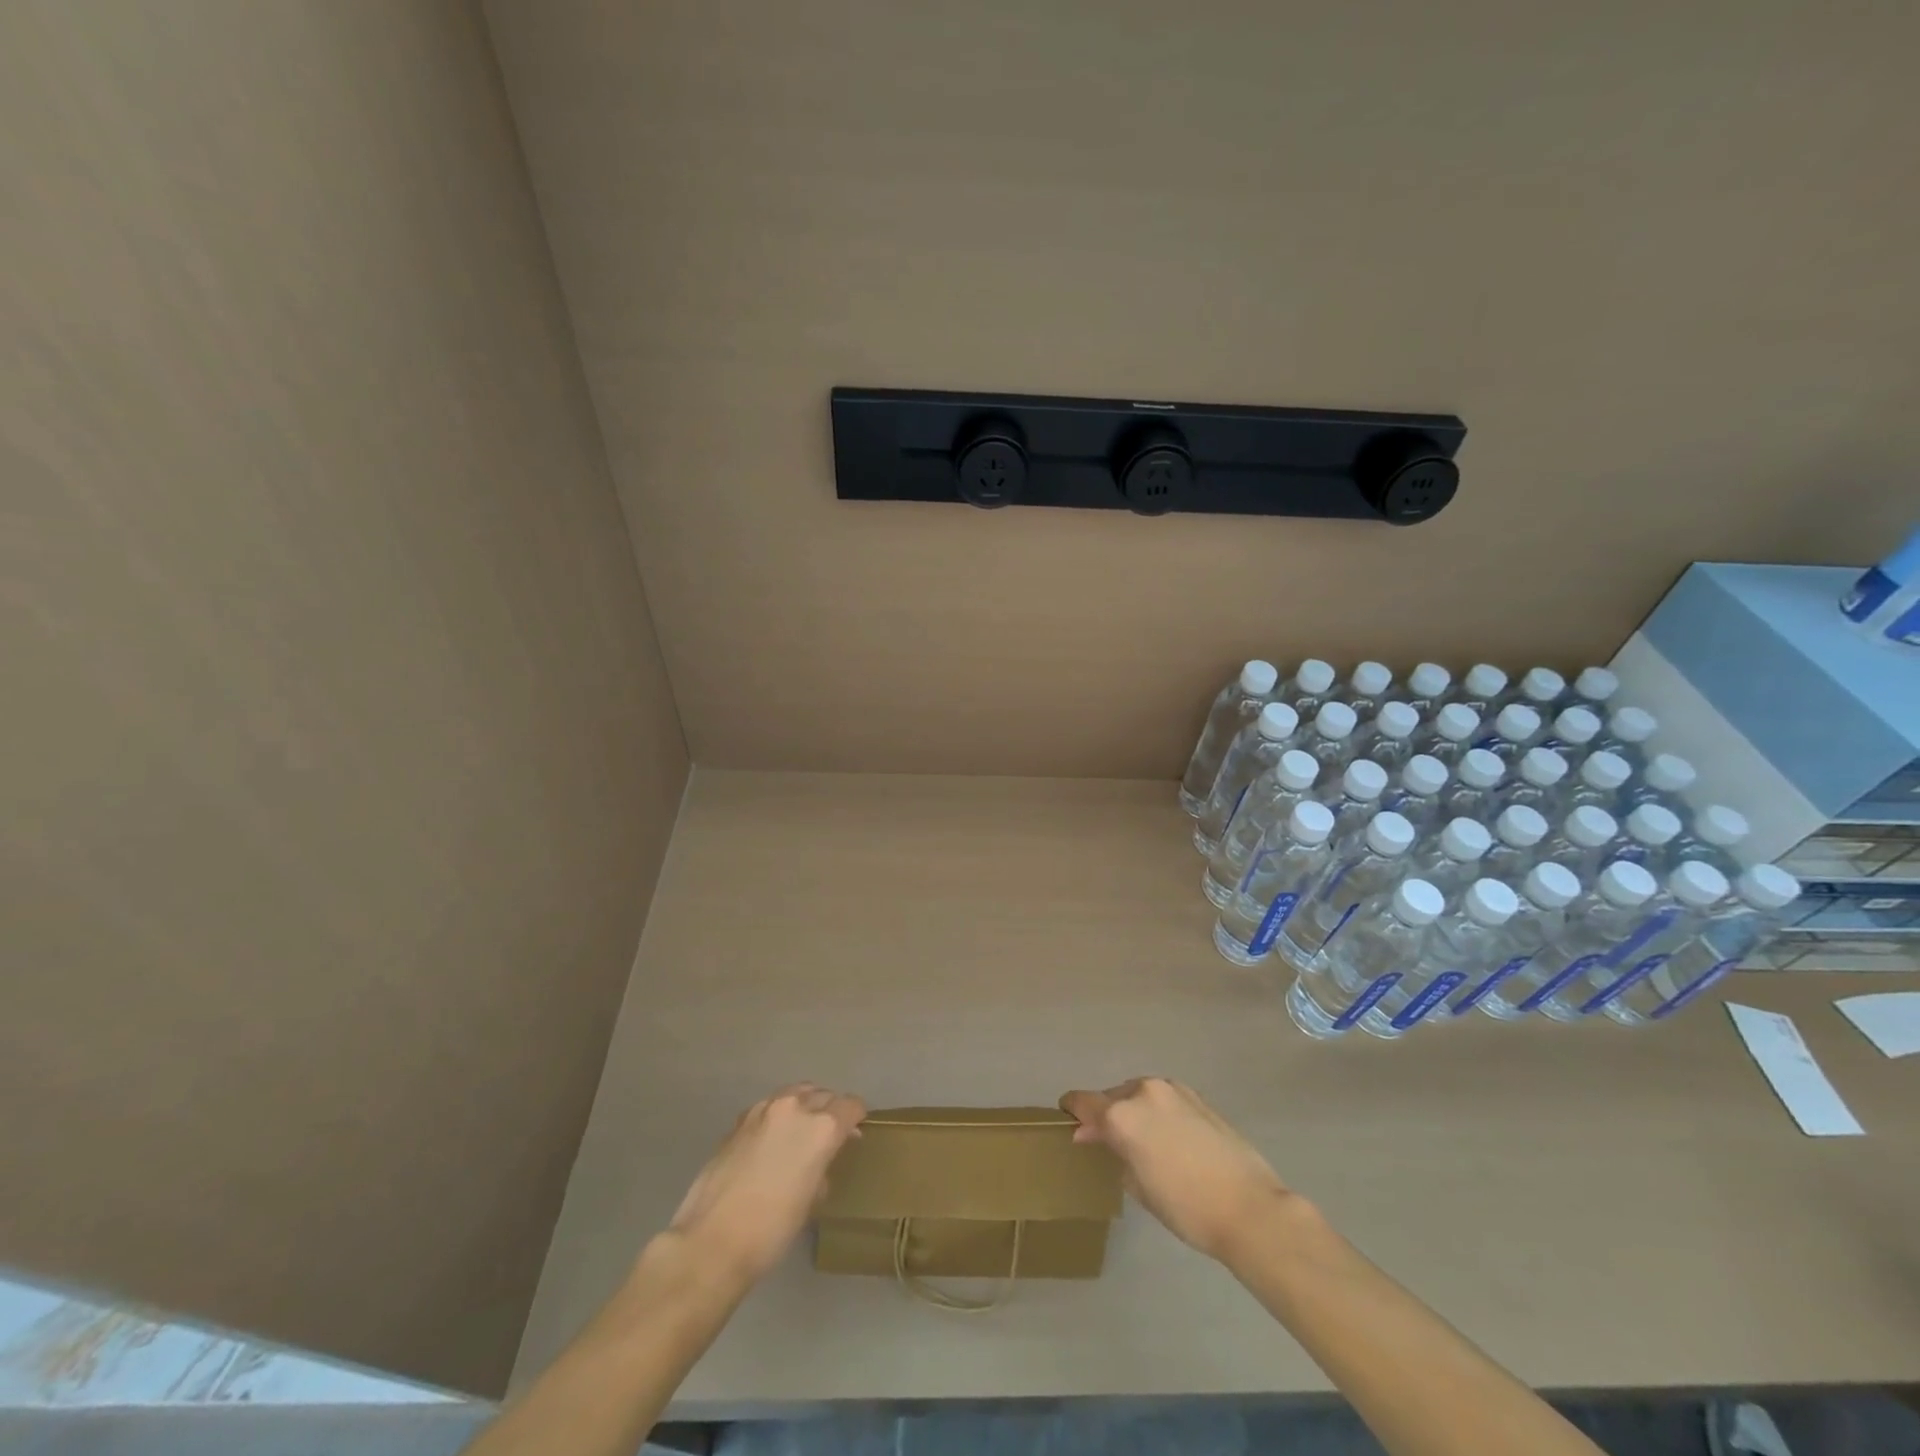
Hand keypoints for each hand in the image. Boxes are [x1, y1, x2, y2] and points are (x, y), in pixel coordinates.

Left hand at [666, 1083, 864, 1285]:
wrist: (712, 1242)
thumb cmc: (772, 1229)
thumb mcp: (811, 1201)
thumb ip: (823, 1168)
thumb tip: (823, 1162)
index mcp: (821, 1127)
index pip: (851, 1105)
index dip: (856, 1118)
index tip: (855, 1132)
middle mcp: (795, 1108)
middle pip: (823, 1094)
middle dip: (831, 1109)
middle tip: (830, 1134)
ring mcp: (763, 1110)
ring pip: (794, 1094)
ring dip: (803, 1106)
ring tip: (801, 1131)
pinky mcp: (738, 1121)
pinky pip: (768, 1108)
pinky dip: (777, 1116)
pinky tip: (771, 1141)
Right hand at [1060, 1077, 1290, 1263]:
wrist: (1249, 1207)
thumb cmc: (1185, 1206)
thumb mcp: (1137, 1186)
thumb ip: (1113, 1152)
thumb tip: (1096, 1136)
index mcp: (1122, 1113)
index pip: (1082, 1102)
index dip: (1071, 1112)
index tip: (1069, 1125)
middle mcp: (1143, 1091)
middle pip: (1112, 1097)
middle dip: (1107, 1117)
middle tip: (1110, 1145)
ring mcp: (1173, 1090)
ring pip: (1139, 1095)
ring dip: (1134, 1113)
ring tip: (1144, 1144)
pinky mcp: (1197, 1097)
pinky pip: (1164, 1100)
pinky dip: (1158, 1113)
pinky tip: (1170, 1140)